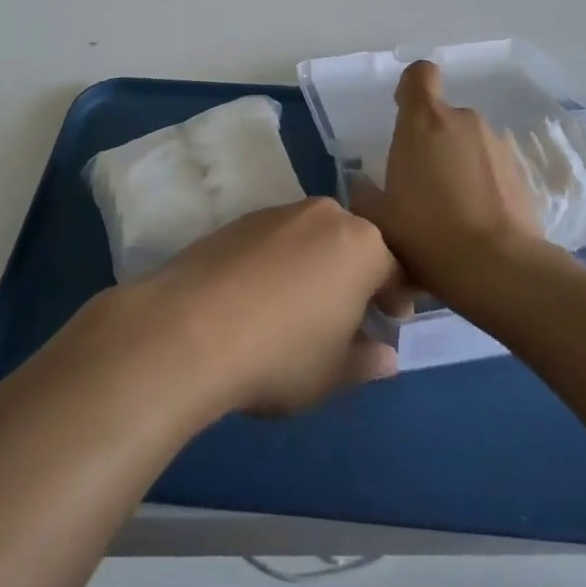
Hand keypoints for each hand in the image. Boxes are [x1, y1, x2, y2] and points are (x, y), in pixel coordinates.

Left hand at [114, 199, 410, 417]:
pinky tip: (259, 298)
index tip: (391, 321)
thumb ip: (365, 361)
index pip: (395, 268)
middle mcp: (325, 215)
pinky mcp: (239, 220)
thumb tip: (385, 356)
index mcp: (361, 245)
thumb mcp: (333, 374)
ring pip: (312, 239)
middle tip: (348, 315)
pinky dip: (278, 263)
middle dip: (356, 276)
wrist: (189, 328)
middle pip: (352, 245)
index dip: (396, 297)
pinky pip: (275, 241)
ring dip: (315, 266)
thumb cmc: (281, 354)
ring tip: (299, 308)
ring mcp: (278, 213)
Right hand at [352, 61, 544, 304]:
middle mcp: (463, 121)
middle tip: (420, 184)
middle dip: (432, 141)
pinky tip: (476, 221)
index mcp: (423, 121)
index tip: (403, 113)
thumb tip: (362, 185)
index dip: (410, 88)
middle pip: (443, 116)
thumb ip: (364, 195)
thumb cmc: (426, 233)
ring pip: (468, 143)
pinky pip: (491, 167)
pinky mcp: (521, 172)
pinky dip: (482, 183)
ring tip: (450, 210)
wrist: (499, 268)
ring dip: (458, 163)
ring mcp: (497, 144)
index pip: (419, 75)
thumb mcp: (378, 220)